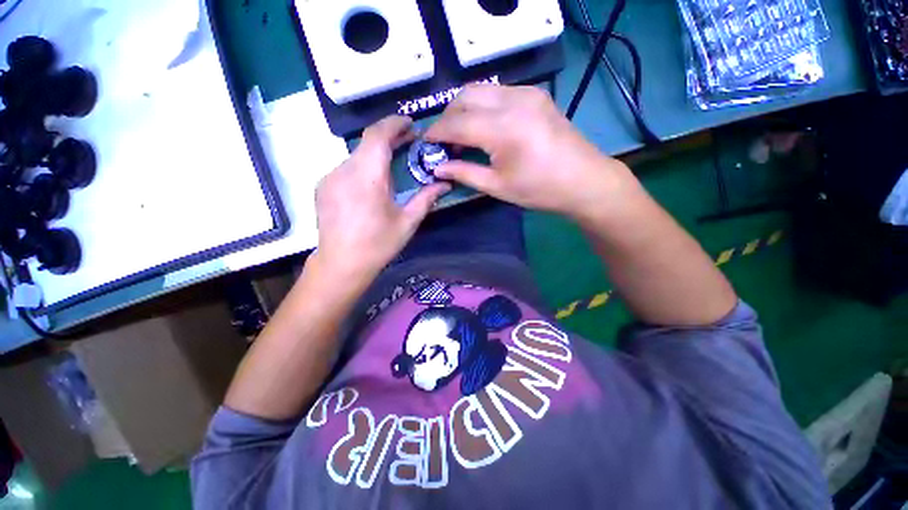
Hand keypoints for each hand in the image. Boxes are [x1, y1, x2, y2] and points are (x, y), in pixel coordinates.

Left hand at [315, 116, 449, 282]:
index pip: (378, 134)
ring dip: (376, 156)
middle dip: (390, 139)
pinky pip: (346, 169)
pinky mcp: (322, 187)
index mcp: (368, 176)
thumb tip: (445, 184)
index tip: (410, 124)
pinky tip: (372, 185)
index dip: (394, 123)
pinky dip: (363, 168)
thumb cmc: (378, 244)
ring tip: (393, 166)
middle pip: (367, 143)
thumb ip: (426, 198)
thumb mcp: (407, 222)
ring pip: (357, 156)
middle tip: (409, 143)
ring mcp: (329, 178)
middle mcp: (344, 170)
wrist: (341, 265)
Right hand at [425, 85, 629, 219]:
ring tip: (460, 133)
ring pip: (481, 89)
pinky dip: (482, 105)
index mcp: (503, 129)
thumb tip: (437, 168)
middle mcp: (513, 102)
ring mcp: (527, 94)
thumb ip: (464, 173)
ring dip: (464, 107)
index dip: (437, 132)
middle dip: (448, 116)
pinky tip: (483, 125)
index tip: (425, 142)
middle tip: (443, 140)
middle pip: (465, 96)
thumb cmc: (539, 190)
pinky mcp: (536, 95)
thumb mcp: (497, 186)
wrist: (583, 180)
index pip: (457, 123)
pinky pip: (498, 92)